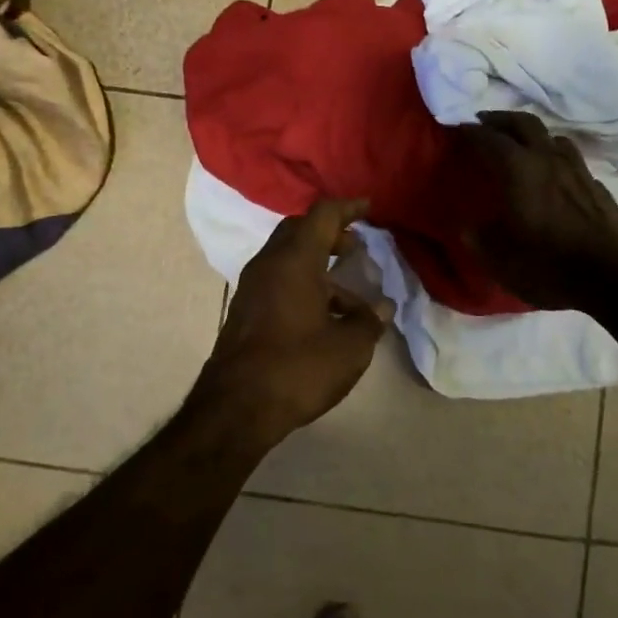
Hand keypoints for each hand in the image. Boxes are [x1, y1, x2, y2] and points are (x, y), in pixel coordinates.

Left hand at [196, 199, 394, 444]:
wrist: (235, 409)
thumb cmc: (298, 368)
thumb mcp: (349, 348)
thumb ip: (369, 322)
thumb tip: (381, 308)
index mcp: (294, 261)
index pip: (322, 215)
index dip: (348, 208)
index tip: (369, 208)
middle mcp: (269, 265)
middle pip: (299, 231)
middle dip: (329, 233)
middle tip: (355, 246)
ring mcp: (252, 289)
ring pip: (288, 260)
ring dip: (319, 268)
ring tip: (352, 300)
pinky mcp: (245, 312)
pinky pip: (278, 283)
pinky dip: (304, 287)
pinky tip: (326, 319)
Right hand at [457, 111, 617, 311]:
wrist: (616, 276)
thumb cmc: (550, 265)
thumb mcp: (501, 261)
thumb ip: (479, 240)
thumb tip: (467, 228)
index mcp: (519, 170)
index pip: (489, 139)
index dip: (471, 132)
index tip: (457, 128)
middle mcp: (548, 159)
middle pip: (524, 123)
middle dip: (500, 119)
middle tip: (484, 122)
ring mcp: (577, 169)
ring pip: (552, 137)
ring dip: (531, 134)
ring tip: (520, 143)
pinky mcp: (596, 185)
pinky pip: (570, 158)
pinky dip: (554, 156)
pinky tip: (553, 172)